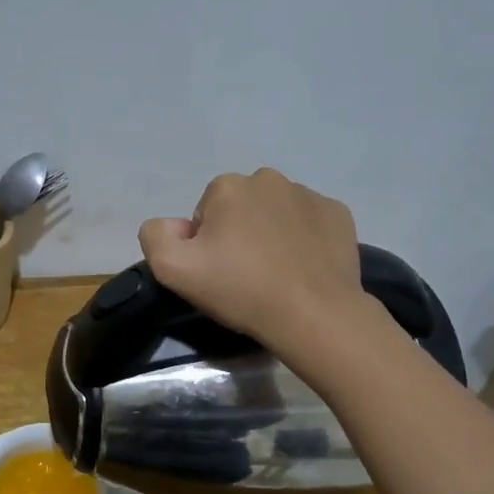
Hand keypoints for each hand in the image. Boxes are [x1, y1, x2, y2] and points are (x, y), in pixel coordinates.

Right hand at [139, 168, 366, 349]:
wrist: (314, 314)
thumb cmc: (241, 289)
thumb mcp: (173, 269)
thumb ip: (155, 236)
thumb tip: (172, 225)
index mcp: (228, 186)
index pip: (205, 213)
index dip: (206, 244)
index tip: (217, 272)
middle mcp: (268, 179)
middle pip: (241, 208)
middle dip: (239, 233)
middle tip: (245, 275)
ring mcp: (308, 194)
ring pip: (276, 212)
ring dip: (271, 234)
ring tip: (276, 273)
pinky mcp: (338, 214)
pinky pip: (309, 222)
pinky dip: (303, 239)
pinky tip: (303, 267)